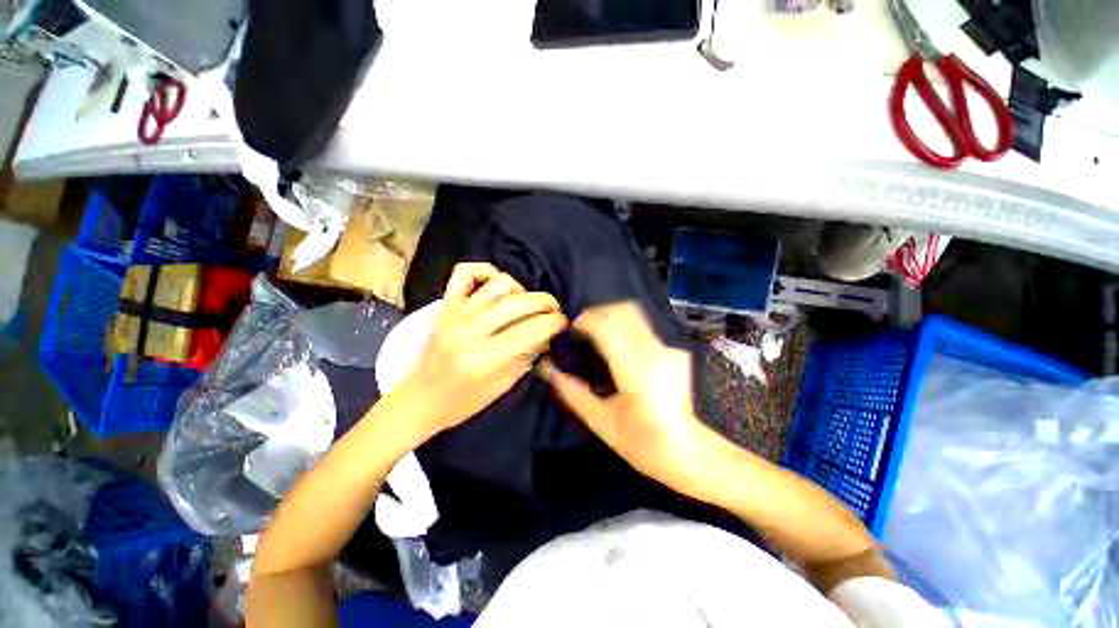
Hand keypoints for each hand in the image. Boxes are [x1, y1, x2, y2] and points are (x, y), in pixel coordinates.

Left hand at [393, 263, 566, 438]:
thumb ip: (527, 355)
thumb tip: (547, 333)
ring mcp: (455, 315)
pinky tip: (498, 284)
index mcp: (484, 359)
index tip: (563, 322)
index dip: (553, 323)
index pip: (530, 331)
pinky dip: (485, 270)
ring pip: (498, 285)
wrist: (421, 399)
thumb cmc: (464, 401)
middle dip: (544, 302)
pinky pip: (465, 273)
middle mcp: (469, 331)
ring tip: (525, 304)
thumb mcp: (503, 385)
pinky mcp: (445, 306)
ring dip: (521, 291)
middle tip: (553, 310)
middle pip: (517, 303)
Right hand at [536, 302, 718, 498]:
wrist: (688, 451)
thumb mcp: (601, 422)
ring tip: (598, 335)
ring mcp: (668, 349)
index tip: (573, 328)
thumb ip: (573, 392)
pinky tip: (620, 349)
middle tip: (584, 328)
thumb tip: (548, 370)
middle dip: (599, 312)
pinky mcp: (675, 352)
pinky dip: (626, 329)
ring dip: (612, 317)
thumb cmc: (642, 443)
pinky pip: (645, 329)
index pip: (608, 325)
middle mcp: (655, 352)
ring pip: (636, 315)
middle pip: (624, 310)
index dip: (586, 320)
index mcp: (635, 370)